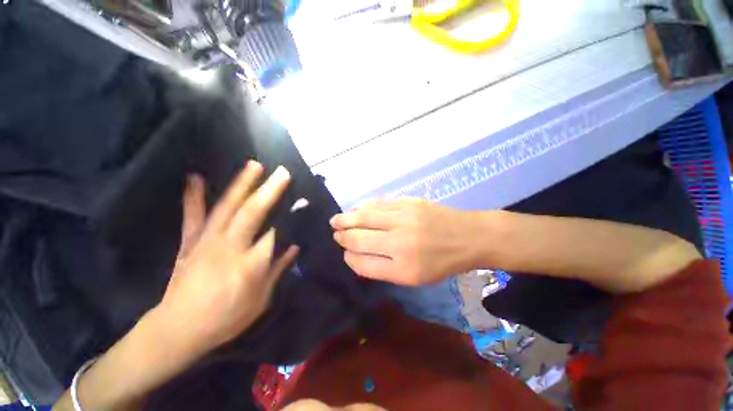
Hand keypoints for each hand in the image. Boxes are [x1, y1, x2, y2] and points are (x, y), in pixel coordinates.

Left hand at [157, 161, 298, 354]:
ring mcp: (206, 241)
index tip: (304, 199)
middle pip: (253, 212)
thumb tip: (294, 245)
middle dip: (270, 190)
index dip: (291, 214)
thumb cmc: (226, 318)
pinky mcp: (190, 242)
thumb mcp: (262, 299)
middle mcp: (230, 247)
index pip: (276, 231)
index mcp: (250, 264)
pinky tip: (196, 177)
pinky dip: (194, 195)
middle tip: (282, 172)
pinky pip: (192, 215)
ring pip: (227, 207)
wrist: (179, 329)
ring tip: (253, 165)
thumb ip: (278, 268)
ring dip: (241, 184)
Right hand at [330, 199, 479, 285]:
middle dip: (342, 235)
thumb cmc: (441, 262)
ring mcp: (404, 218)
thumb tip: (355, 254)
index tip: (345, 252)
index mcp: (403, 268)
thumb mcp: (414, 277)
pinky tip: (356, 209)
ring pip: (364, 216)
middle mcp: (400, 242)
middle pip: (359, 237)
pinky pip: (378, 203)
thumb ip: (382, 268)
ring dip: (346, 218)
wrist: (468, 236)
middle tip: (335, 232)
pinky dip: (363, 206)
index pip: (363, 263)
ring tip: (336, 220)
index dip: (349, 257)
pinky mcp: (408, 202)